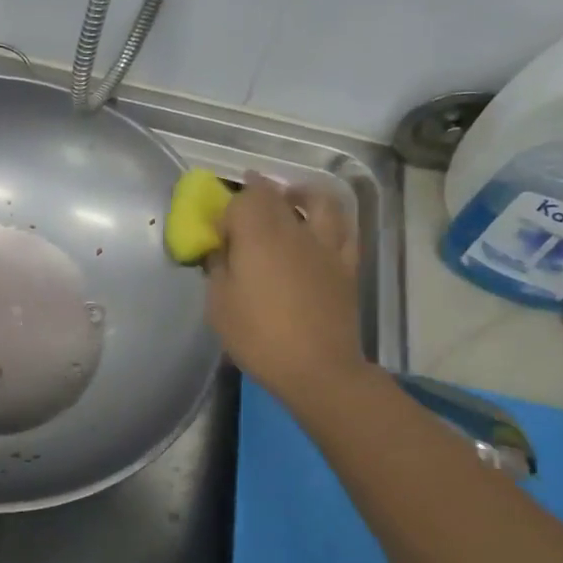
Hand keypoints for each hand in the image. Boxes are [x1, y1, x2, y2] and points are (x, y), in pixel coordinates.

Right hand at [206, 174, 367, 400]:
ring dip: (301, 194)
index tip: (217, 232)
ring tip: (289, 198)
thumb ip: (217, 268)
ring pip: (319, 201)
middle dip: (256, 194)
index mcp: (258, 236)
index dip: (227, 209)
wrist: (318, 369)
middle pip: (276, 194)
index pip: (242, 199)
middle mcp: (294, 230)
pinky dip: (330, 219)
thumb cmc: (258, 337)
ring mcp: (325, 246)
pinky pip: (344, 229)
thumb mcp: (219, 304)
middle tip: (243, 207)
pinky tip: (320, 226)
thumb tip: (220, 250)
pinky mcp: (346, 265)